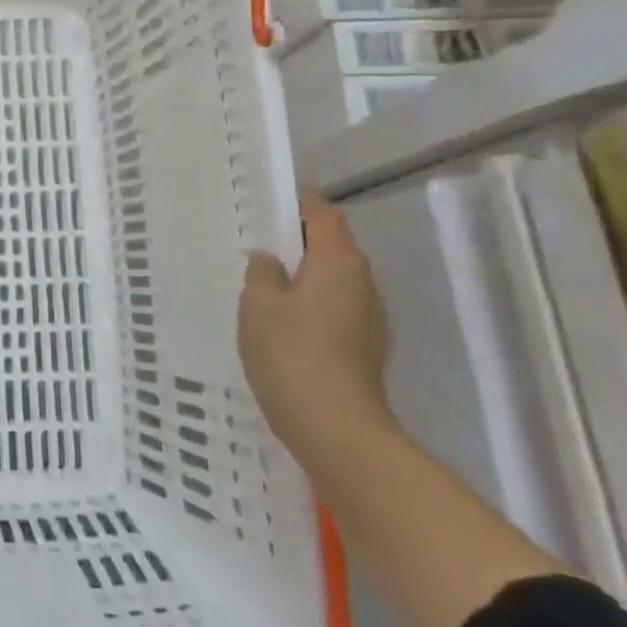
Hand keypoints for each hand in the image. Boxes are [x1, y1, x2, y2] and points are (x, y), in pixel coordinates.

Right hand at [238, 190, 391, 459]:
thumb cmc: (292, 354)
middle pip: (332, 247)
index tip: (273, 197)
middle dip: (298, 240)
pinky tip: (282, 321)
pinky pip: (334, 310)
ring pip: (333, 281)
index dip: (301, 202)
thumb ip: (262, 273)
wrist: (335, 428)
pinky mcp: (364, 349)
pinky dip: (310, 304)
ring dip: (304, 275)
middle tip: (258, 240)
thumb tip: (269, 258)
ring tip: (265, 281)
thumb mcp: (259, 305)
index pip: (324, 215)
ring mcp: (369, 319)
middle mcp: (363, 283)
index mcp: (339, 263)